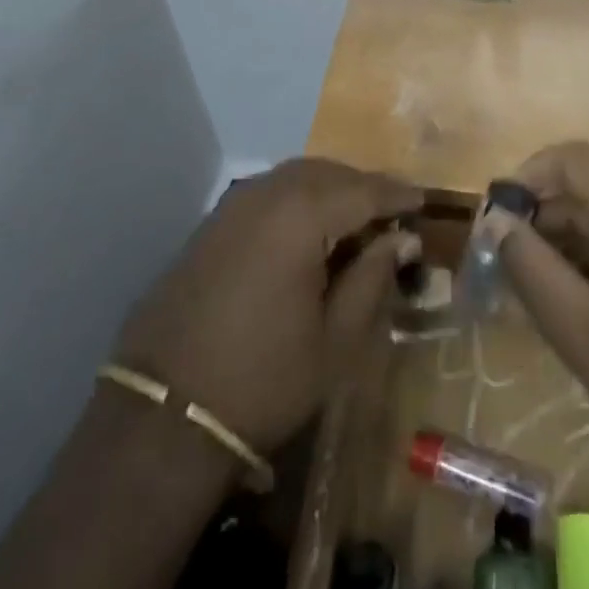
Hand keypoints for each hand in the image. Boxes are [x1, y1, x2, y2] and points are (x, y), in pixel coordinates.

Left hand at [115, 158, 421, 454]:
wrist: (164, 415)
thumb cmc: (264, 380)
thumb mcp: (335, 339)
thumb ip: (372, 278)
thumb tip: (402, 239)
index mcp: (301, 214)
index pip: (364, 189)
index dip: (398, 195)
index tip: (424, 202)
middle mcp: (266, 193)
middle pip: (328, 173)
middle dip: (364, 186)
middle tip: (393, 212)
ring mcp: (233, 205)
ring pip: (296, 177)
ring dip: (330, 190)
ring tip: (356, 220)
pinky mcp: (211, 224)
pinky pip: (268, 193)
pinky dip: (298, 200)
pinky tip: (308, 231)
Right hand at [490, 143, 588, 466]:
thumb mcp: (580, 329)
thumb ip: (531, 267)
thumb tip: (496, 219)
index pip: (572, 158)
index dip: (529, 173)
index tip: (499, 214)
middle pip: (588, 189)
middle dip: (542, 217)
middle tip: (509, 264)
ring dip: (567, 242)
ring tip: (539, 291)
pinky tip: (584, 305)